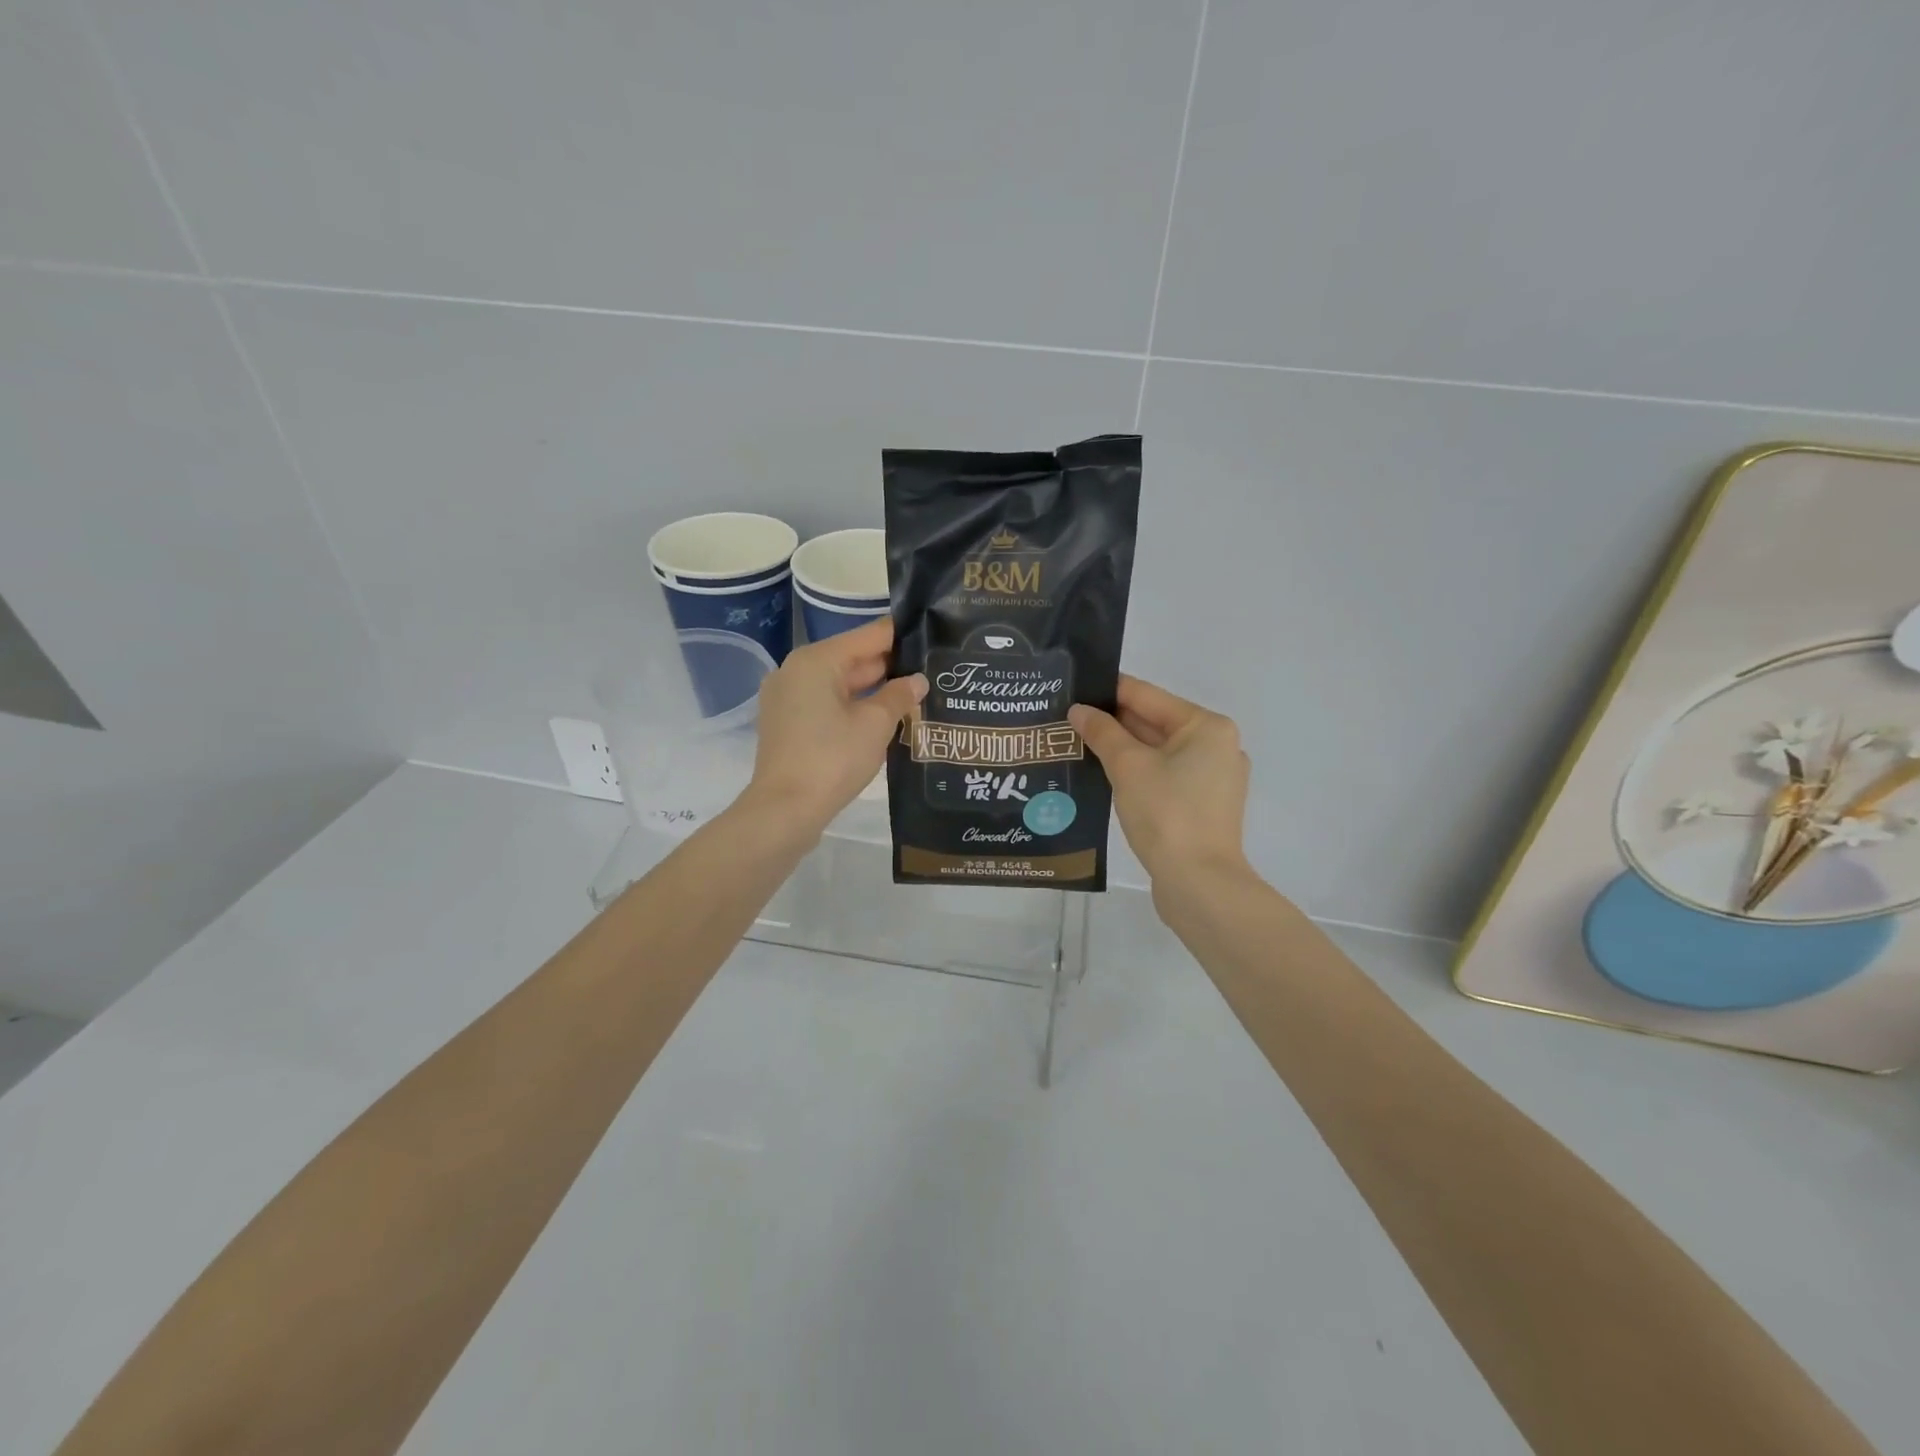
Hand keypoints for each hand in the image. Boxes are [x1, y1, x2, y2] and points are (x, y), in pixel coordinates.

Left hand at [747, 618, 926, 833]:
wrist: (784, 811)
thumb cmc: (833, 759)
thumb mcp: (876, 725)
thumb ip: (900, 696)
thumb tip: (917, 680)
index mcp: (817, 660)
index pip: (870, 635)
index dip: (904, 636)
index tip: (935, 638)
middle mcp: (797, 670)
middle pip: (854, 658)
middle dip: (892, 667)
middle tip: (934, 671)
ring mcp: (788, 698)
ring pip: (841, 684)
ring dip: (875, 691)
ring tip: (916, 695)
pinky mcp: (787, 724)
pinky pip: (827, 704)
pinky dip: (854, 707)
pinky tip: (885, 719)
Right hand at [1069, 675, 1250, 892]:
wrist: (1199, 884)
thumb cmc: (1167, 814)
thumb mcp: (1128, 767)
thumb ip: (1102, 733)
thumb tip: (1078, 710)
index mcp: (1207, 727)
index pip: (1147, 696)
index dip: (1108, 690)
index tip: (1074, 685)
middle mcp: (1216, 746)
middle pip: (1154, 722)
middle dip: (1112, 722)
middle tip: (1067, 717)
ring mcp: (1212, 779)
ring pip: (1158, 752)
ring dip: (1121, 748)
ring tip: (1076, 742)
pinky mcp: (1202, 806)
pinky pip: (1164, 776)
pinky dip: (1136, 772)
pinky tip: (1103, 774)